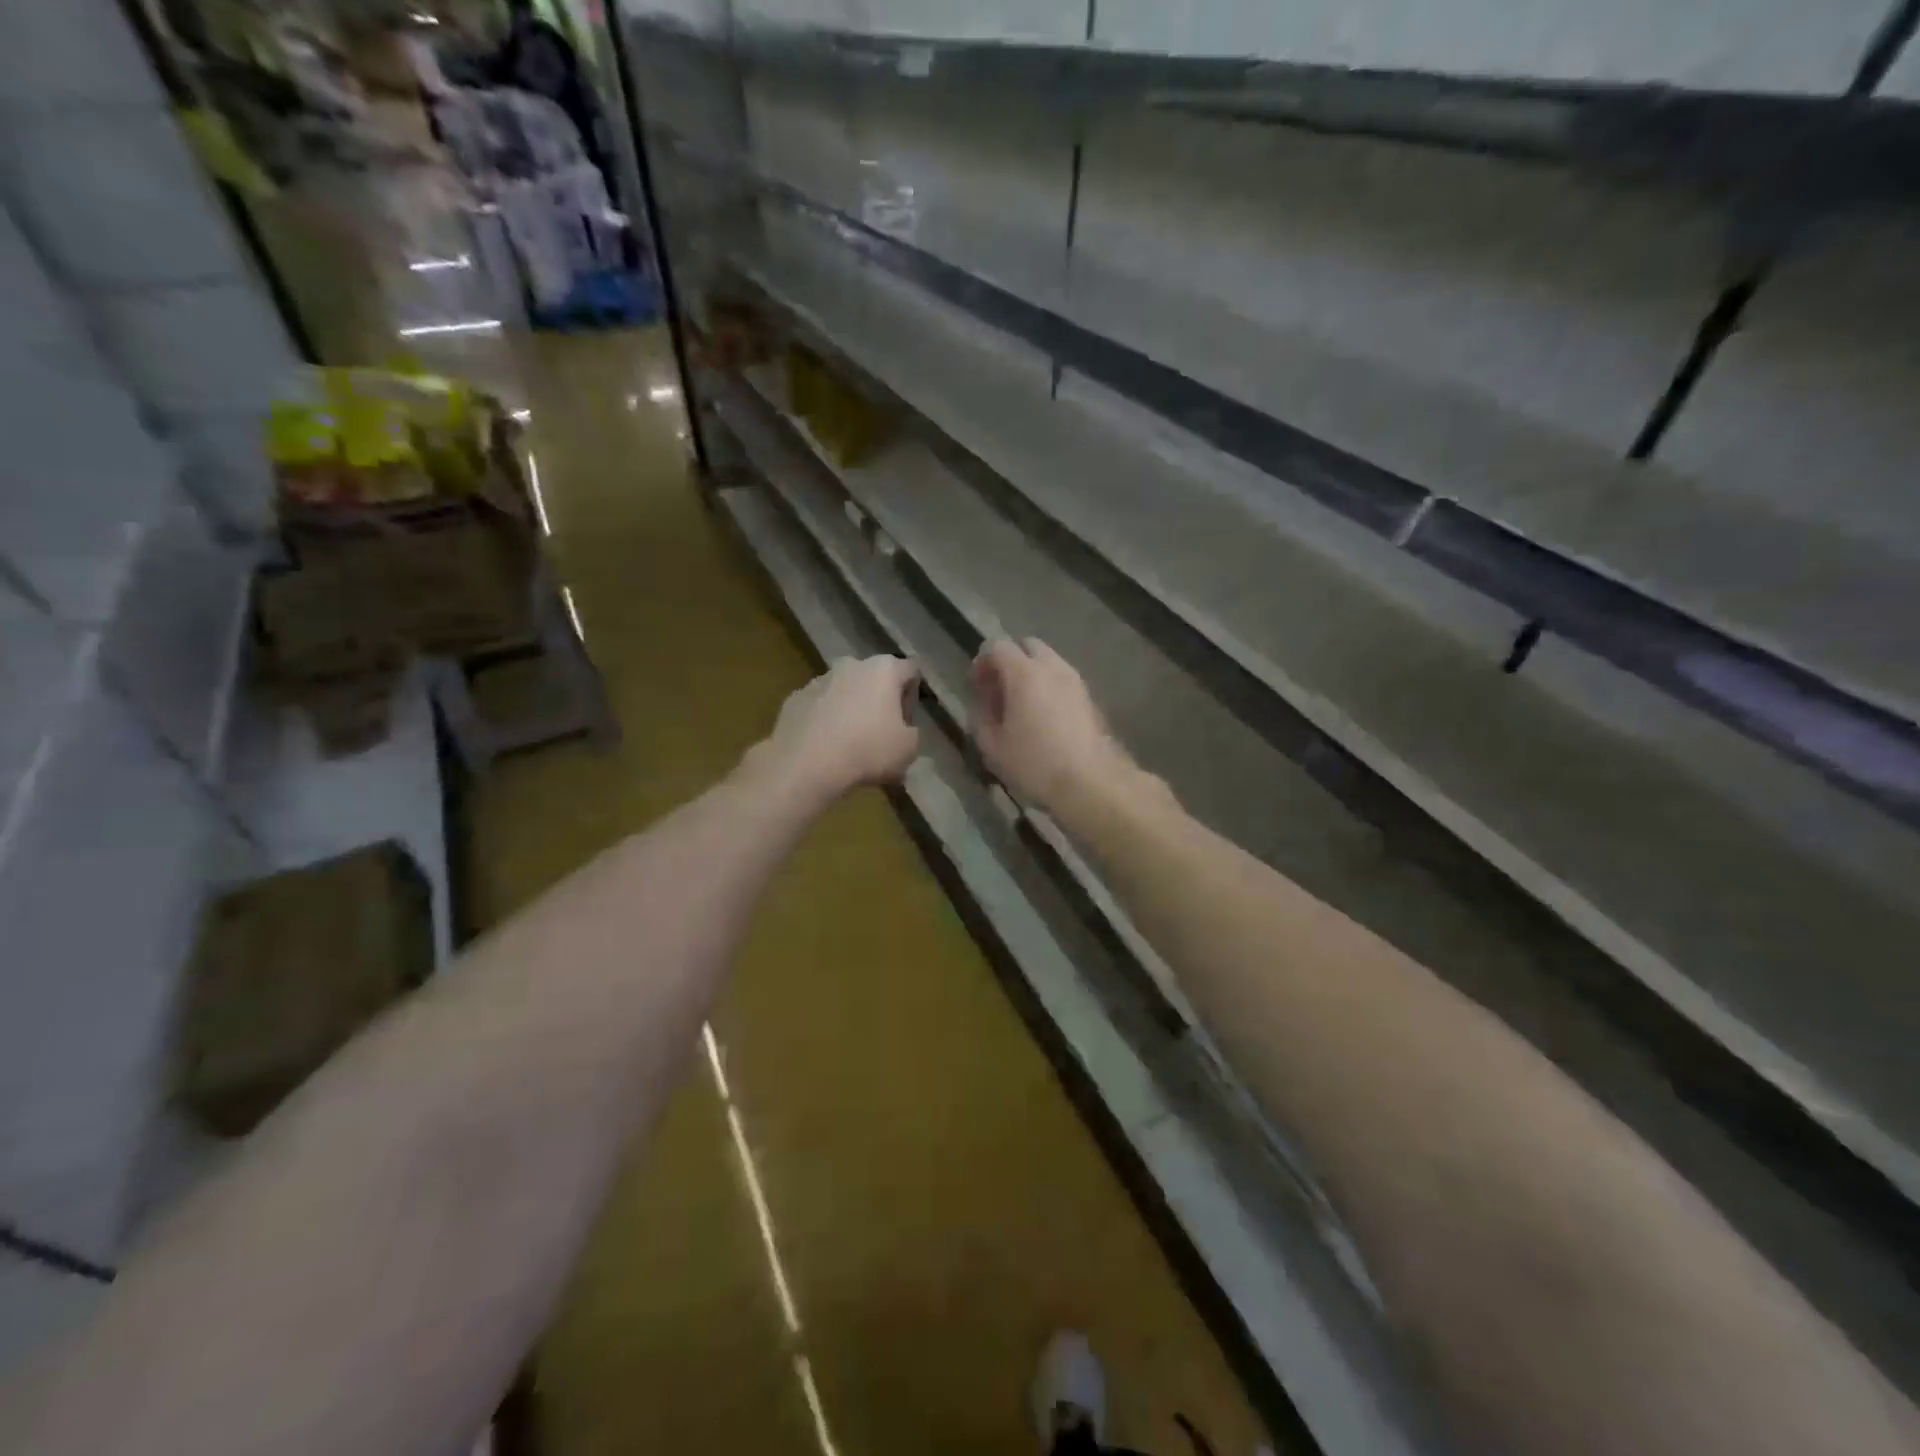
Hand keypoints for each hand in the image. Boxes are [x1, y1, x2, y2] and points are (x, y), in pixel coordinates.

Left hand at [748, 655, 921, 803]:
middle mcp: (851, 665)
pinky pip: (819, 707)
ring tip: (850, 745)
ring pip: (844, 692)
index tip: (905, 724)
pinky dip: (825, 721)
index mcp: (884, 669)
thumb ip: (912, 734)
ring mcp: (818, 680)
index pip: (910, 671)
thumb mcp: (908, 750)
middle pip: (874, 679)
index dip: (912, 697)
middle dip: (879, 703)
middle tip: (880, 735)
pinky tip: (825, 747)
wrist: (805, 764)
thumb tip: (903, 732)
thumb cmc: (867, 750)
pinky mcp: (794, 698)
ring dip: (851, 711)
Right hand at [971, 638, 1132, 815]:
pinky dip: (1050, 688)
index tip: (976, 687)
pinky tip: (1044, 718)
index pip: (997, 647)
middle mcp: (1053, 667)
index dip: (982, 663)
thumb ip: (981, 718)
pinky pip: (1063, 681)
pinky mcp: (1090, 698)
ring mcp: (1076, 681)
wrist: (1091, 783)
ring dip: (1032, 675)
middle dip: (1010, 662)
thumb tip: (984, 706)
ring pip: (1049, 662)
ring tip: (1022, 707)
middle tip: (1000, 691)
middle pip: (1027, 646)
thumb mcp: (993, 747)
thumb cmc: (1035, 764)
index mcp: (1024, 673)